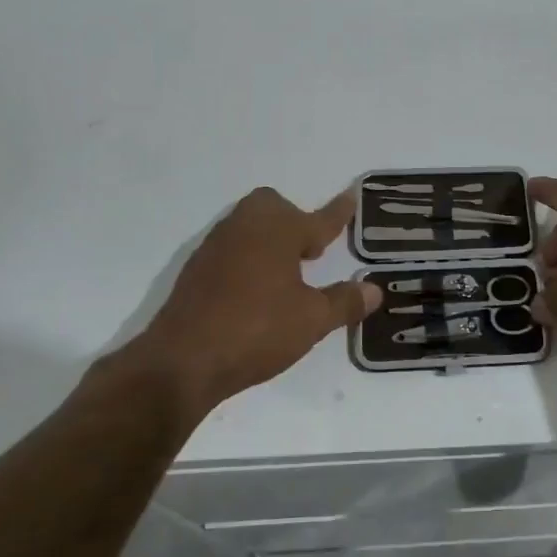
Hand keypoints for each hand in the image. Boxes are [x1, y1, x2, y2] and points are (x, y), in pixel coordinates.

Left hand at [111, 187, 378, 418]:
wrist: (182, 360)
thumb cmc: (257, 331)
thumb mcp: (312, 320)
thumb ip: (345, 302)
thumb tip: (374, 289)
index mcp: (278, 231)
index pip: (319, 218)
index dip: (339, 211)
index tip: (352, 195)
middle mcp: (246, 228)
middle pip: (274, 207)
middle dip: (295, 222)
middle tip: (311, 253)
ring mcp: (216, 246)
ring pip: (249, 226)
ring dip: (270, 239)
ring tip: (286, 273)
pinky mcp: (196, 268)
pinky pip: (231, 248)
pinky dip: (248, 258)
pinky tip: (253, 290)